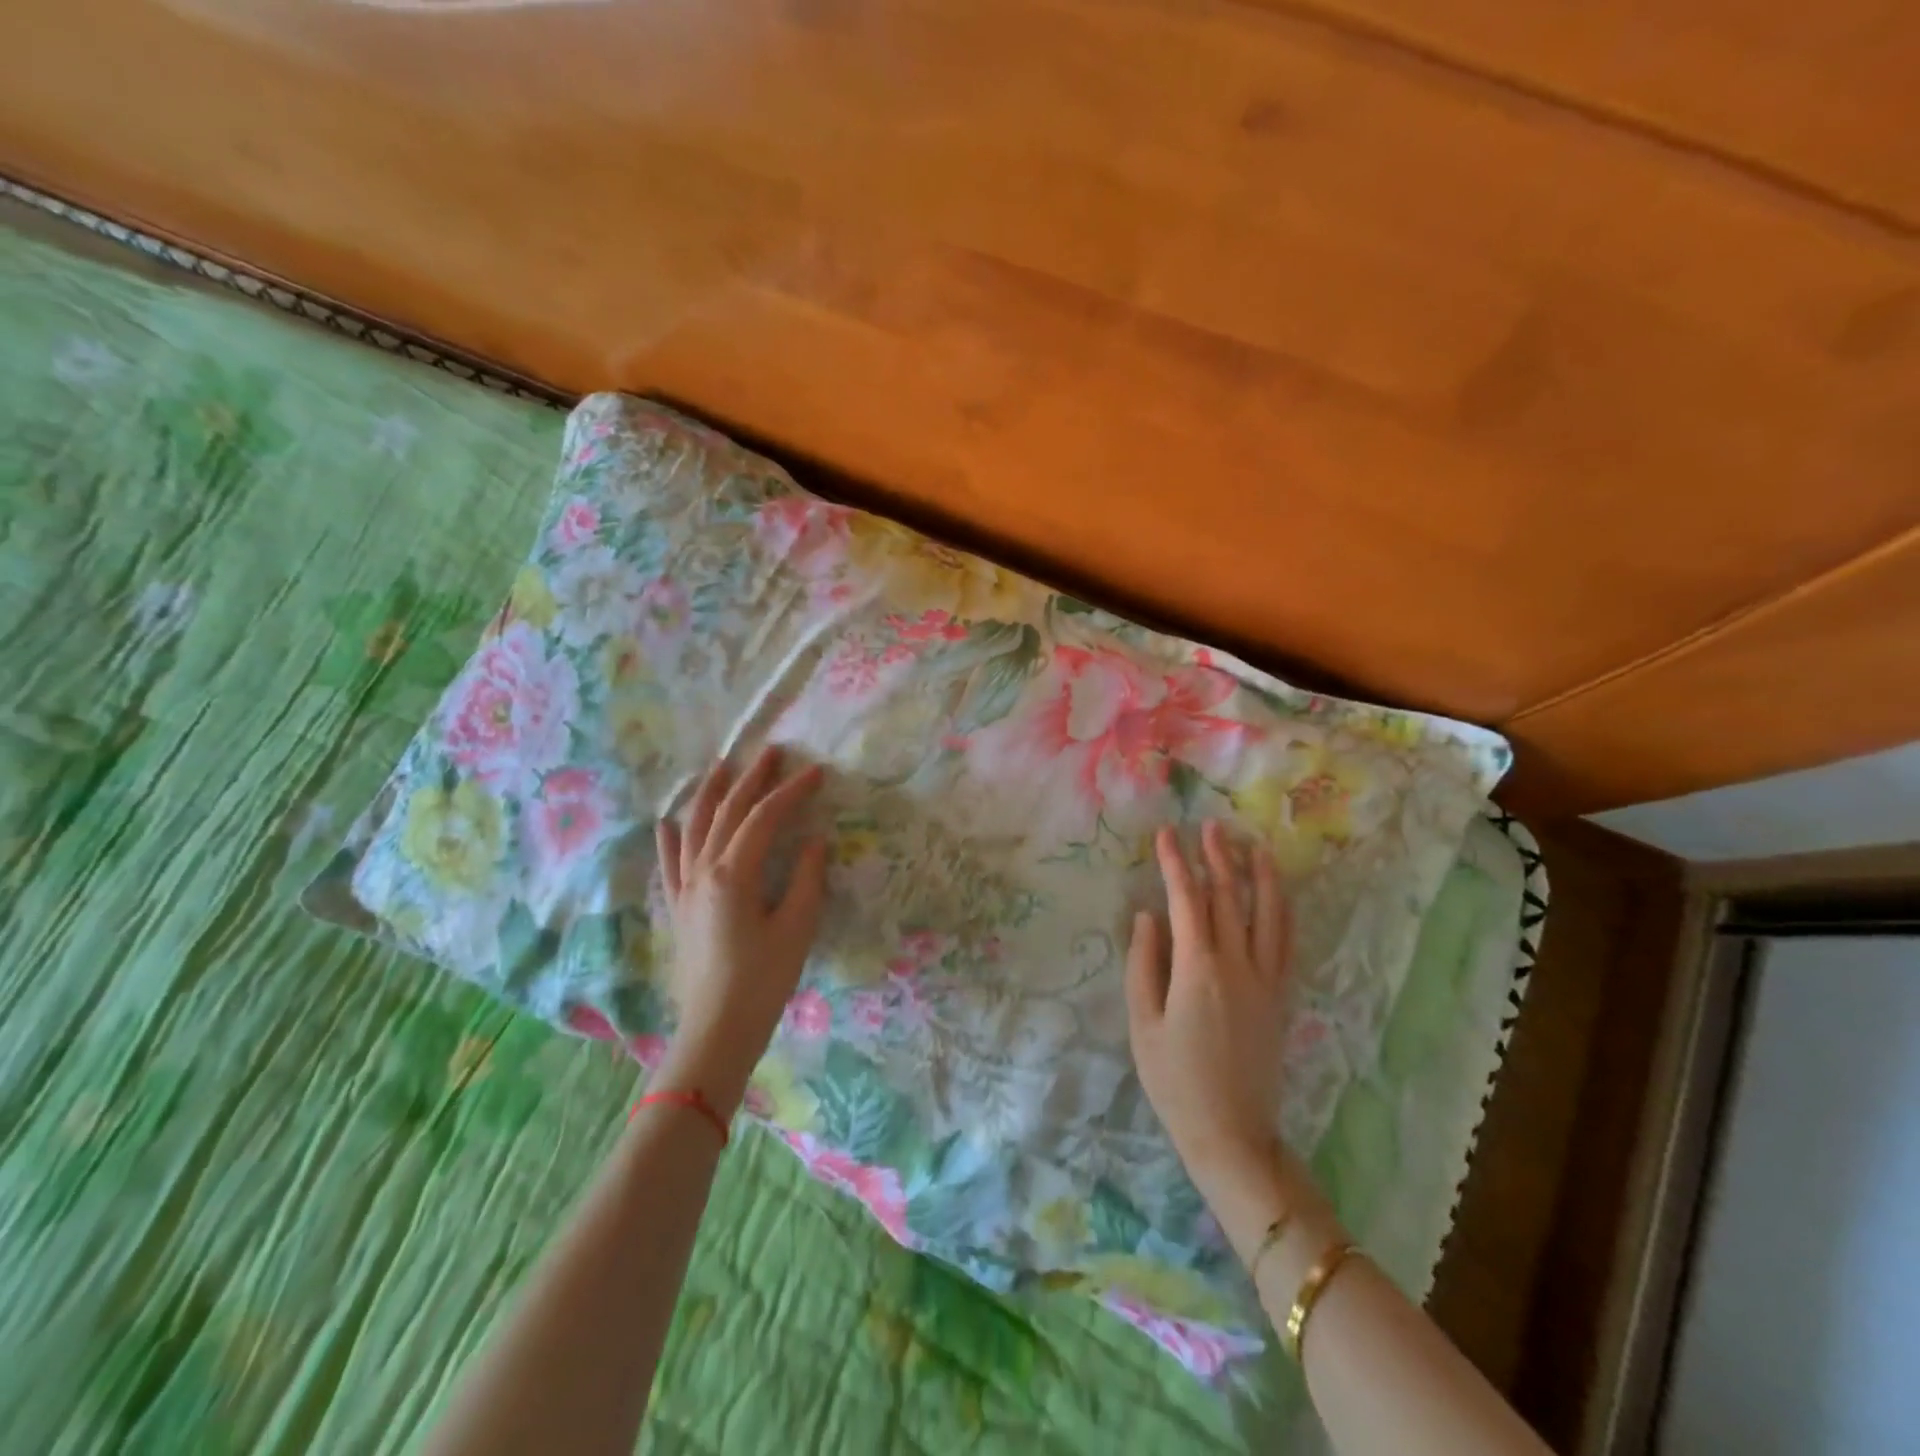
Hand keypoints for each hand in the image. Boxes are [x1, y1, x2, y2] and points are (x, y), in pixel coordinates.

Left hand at [654, 748, 827, 1102]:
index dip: (791, 792)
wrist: (716, 1031)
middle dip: (751, 778)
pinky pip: (670, 862)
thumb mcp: (797, 928)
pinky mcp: (677, 908)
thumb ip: (807, 878)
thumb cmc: (763, 981)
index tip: (817, 772)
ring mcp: (685, 888)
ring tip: (722, 767)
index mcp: (734, 874)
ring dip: (710, 794)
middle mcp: (703, 871)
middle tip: (772, 752)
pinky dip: (671, 837)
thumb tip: (815, 840)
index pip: (764, 818)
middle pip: (726, 812)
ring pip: (694, 827)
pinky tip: (669, 821)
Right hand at [1126, 821, 1293, 1191]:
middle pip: (1229, 898)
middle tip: (1207, 826)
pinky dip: (1282, 912)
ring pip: (1267, 914)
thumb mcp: (1143, 1023)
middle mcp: (1238, 965)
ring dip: (1259, 876)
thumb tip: (1147, 915)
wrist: (1230, 1132)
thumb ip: (1143, 963)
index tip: (1165, 835)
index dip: (1176, 864)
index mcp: (1198, 970)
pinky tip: (1278, 895)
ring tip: (1252, 845)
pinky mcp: (1280, 997)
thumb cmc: (1174, 1080)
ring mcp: (1266, 980)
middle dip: (1216, 858)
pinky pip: (1286, 943)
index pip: (1187, 901)